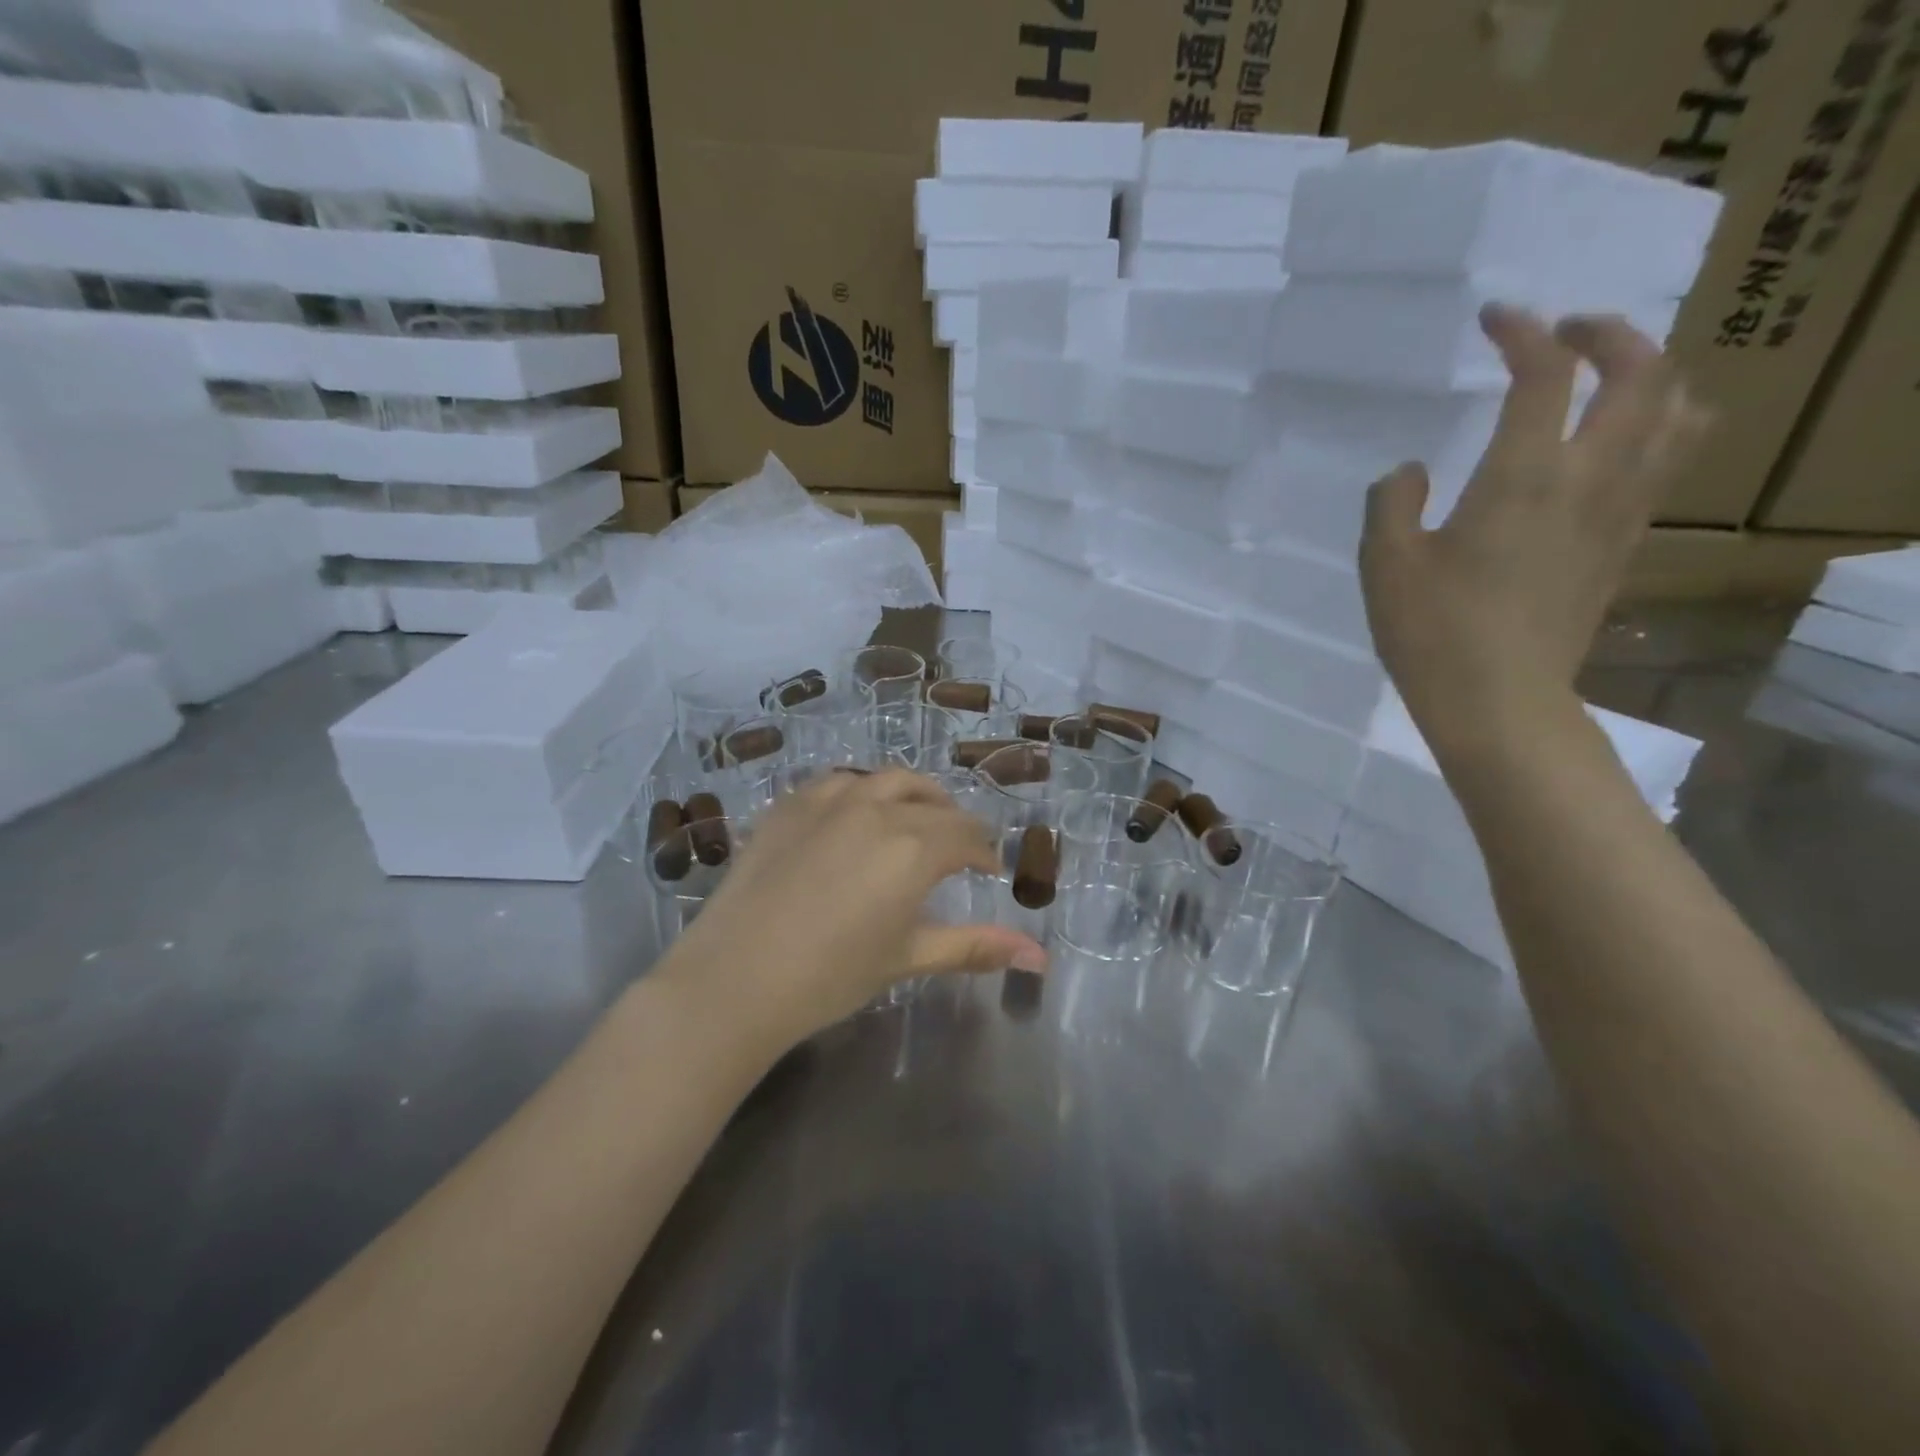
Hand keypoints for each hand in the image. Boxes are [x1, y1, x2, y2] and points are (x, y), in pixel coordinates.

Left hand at [662, 769, 1047, 1042]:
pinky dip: (862, 793)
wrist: (735, 978)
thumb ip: (976, 947)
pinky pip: (838, 782)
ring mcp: (829, 799)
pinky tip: (854, 816)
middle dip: (954, 824)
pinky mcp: (789, 804)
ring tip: (912, 821)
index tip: (988, 871)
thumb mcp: (909, 958)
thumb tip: (1040, 958)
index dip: (984, 854)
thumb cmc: (831, 976)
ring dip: (912, 797)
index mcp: (915, 846)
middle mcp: (878, 808)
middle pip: (933, 802)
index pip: (967, 836)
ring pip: (888, 781)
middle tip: (956, 849)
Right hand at [1359, 305, 1707, 765]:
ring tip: (1610, 378)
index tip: (1495, 318)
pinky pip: (1668, 460)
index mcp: (1523, 475)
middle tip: (1565, 334)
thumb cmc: (1433, 631)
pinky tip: (1615, 442)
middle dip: (1608, 335)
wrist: (1500, 699)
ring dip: (1652, 375)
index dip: (1522, 333)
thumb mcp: (1384, 564)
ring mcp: (1621, 510)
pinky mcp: (1626, 544)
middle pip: (1642, 373)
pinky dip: (1656, 425)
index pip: (1544, 374)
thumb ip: (1391, 502)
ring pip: (1679, 411)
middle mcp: (1590, 477)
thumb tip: (1412, 471)